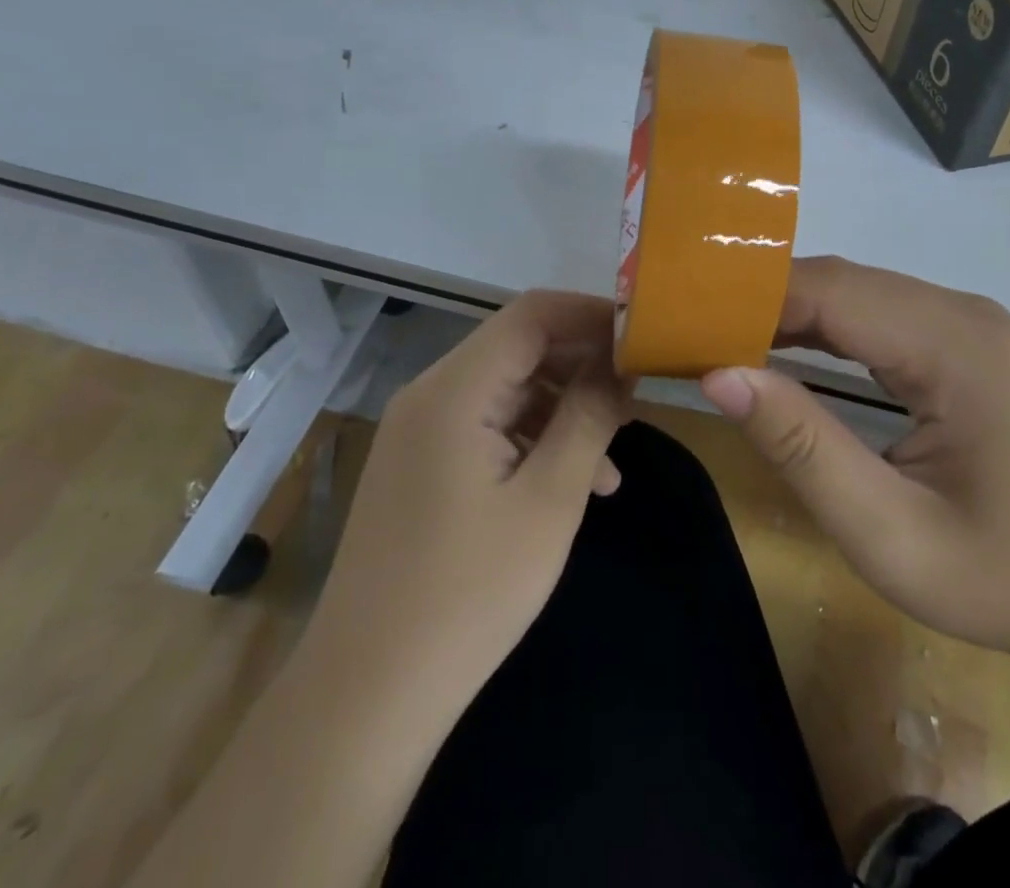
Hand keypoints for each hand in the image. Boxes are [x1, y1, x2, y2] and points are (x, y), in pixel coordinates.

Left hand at [313, 291, 633, 715]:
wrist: (366, 696)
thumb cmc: (469, 594)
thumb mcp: (549, 500)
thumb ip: (588, 418)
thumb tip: (619, 365)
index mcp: (455, 390)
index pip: (533, 314)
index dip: (592, 313)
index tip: (643, 337)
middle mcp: (430, 394)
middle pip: (520, 347)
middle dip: (584, 362)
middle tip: (639, 392)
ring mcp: (420, 430)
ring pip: (508, 388)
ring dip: (564, 406)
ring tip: (616, 449)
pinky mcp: (421, 464)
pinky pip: (487, 425)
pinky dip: (534, 437)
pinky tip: (574, 481)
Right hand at [701, 257, 1009, 684]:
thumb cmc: (1007, 579)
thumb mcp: (892, 536)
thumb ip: (803, 449)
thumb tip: (718, 374)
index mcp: (954, 347)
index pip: (830, 292)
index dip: (749, 298)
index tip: (682, 320)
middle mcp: (960, 312)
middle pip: (839, 283)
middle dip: (758, 302)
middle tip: (687, 331)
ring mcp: (965, 323)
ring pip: (854, 293)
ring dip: (785, 313)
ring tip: (717, 339)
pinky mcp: (961, 341)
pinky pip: (875, 316)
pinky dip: (820, 328)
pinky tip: (778, 350)